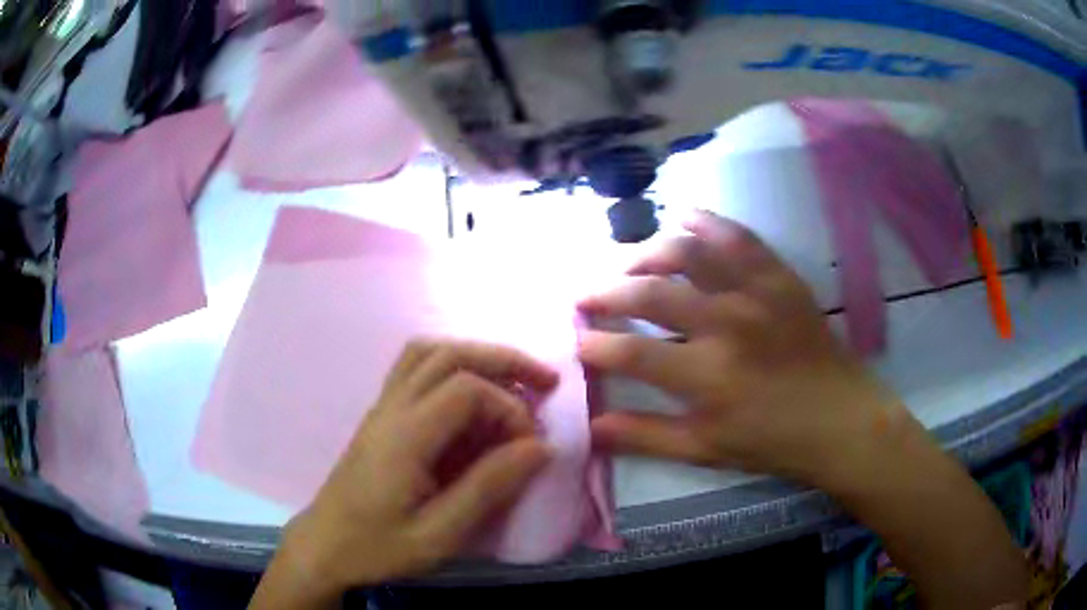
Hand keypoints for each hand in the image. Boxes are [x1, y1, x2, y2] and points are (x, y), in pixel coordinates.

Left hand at [258, 340, 557, 602]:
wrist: (325, 545)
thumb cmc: (379, 545)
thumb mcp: (439, 533)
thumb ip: (489, 488)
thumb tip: (540, 447)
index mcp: (406, 436)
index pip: (467, 389)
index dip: (509, 408)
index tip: (528, 447)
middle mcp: (392, 408)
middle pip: (449, 354)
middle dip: (504, 361)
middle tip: (546, 381)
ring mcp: (382, 407)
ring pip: (428, 352)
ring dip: (476, 356)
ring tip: (512, 380)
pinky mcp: (380, 415)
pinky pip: (415, 368)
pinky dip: (451, 365)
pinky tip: (470, 393)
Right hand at [578, 210, 895, 485]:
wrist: (839, 418)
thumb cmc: (772, 441)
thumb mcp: (705, 450)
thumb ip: (645, 436)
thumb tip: (590, 427)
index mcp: (706, 375)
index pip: (630, 352)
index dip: (595, 344)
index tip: (578, 342)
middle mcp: (726, 324)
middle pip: (650, 292)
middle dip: (606, 291)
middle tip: (585, 296)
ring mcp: (755, 293)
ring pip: (688, 252)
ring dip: (646, 252)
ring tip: (627, 262)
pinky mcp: (778, 277)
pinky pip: (738, 237)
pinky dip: (706, 222)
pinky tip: (682, 217)